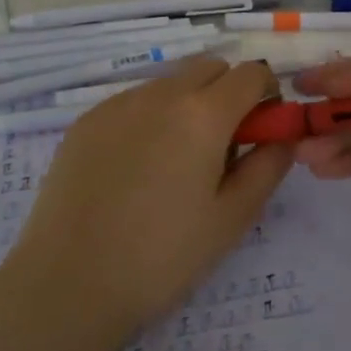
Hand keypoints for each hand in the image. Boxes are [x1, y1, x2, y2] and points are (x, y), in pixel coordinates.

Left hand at [6, 58, 294, 338]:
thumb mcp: (232, 218)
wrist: (67, 282)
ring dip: (187, 104)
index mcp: (203, 114)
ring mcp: (117, 104)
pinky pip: (133, 102)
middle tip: (222, 147)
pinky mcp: (85, 121)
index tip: (261, 130)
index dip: (266, 95)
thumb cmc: (162, 256)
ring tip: (173, 164)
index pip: (251, 73)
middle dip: (228, 93)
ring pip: (170, 83)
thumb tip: (283, 136)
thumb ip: (268, 167)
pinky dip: (149, 119)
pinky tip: (134, 170)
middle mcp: (161, 94)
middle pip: (210, 68)